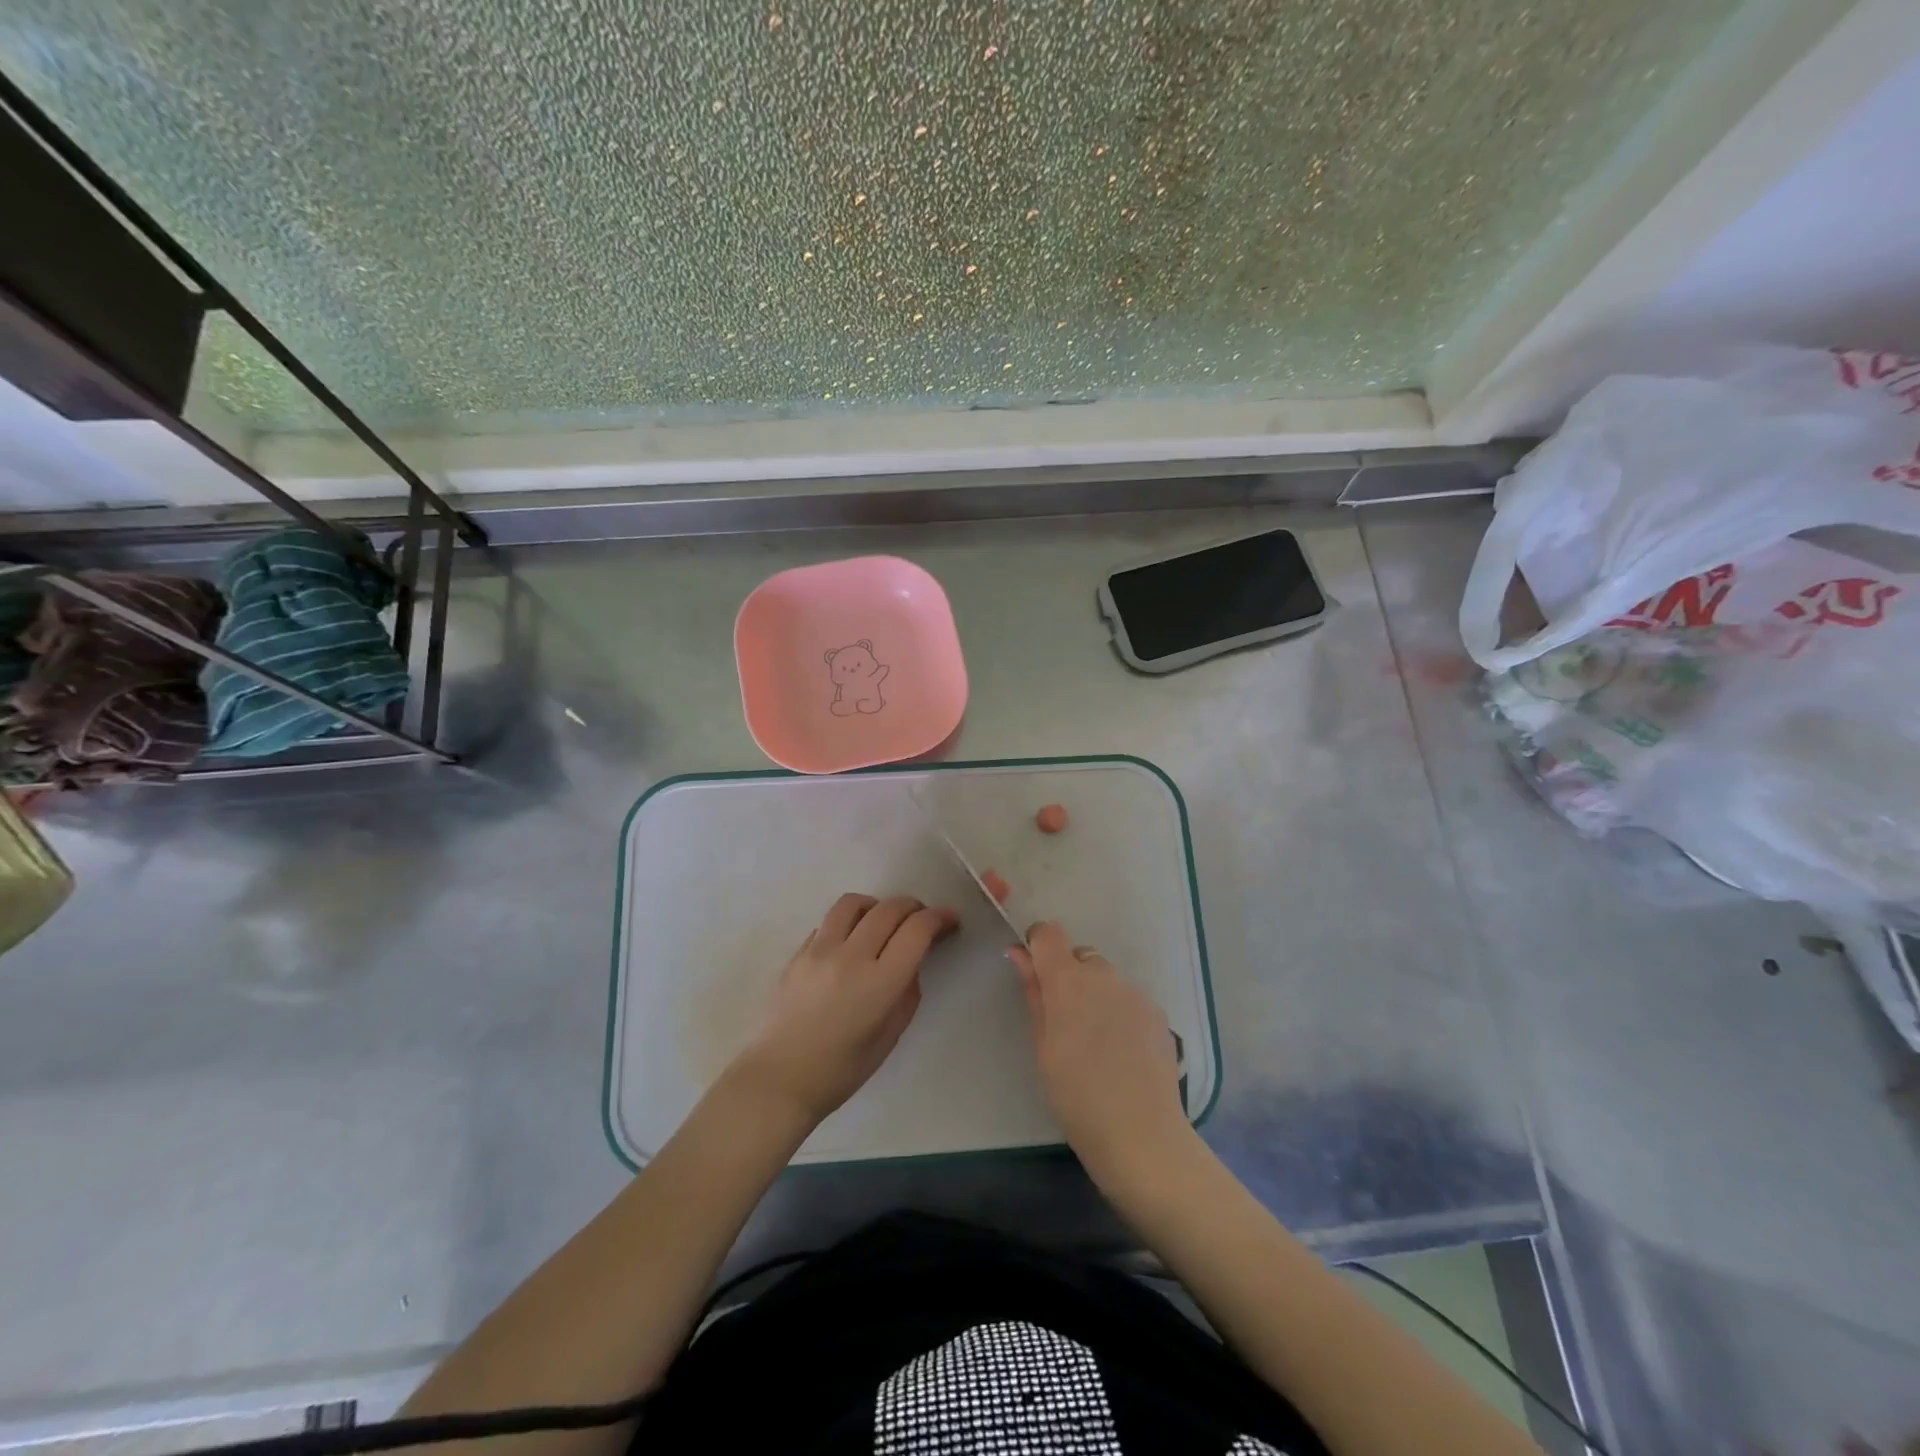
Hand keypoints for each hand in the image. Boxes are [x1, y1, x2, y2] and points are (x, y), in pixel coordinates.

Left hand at [730, 893, 957, 1125]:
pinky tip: (850, 944)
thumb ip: (907, 990)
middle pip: (890, 908)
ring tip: (882, 923)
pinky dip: (849, 923)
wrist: (780, 1078)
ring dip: (877, 906)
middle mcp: (851, 956)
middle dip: (914, 907)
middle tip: (922, 920)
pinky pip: (829, 922)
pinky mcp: (798, 952)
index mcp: (880, 982)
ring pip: (854, 903)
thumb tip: (911, 960)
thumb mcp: (891, 1035)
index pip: (917, 929)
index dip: (939, 918)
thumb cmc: (842, 1069)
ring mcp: (819, 950)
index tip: (950, 921)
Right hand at [1010, 922, 1189, 1183]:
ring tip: (1096, 1045)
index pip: (1049, 933)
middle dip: (1068, 978)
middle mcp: (1104, 976)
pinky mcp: (1157, 1013)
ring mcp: (1135, 993)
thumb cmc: (1076, 1096)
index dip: (1038, 946)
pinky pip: (1129, 999)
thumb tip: (1019, 953)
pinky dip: (1119, 1014)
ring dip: (1095, 996)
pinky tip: (1122, 1054)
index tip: (1035, 975)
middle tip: (1065, 1024)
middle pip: (1079, 957)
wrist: (1141, 1134)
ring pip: (1106, 979)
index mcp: (1068, 981)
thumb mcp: (1042, 1046)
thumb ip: (1034, 993)